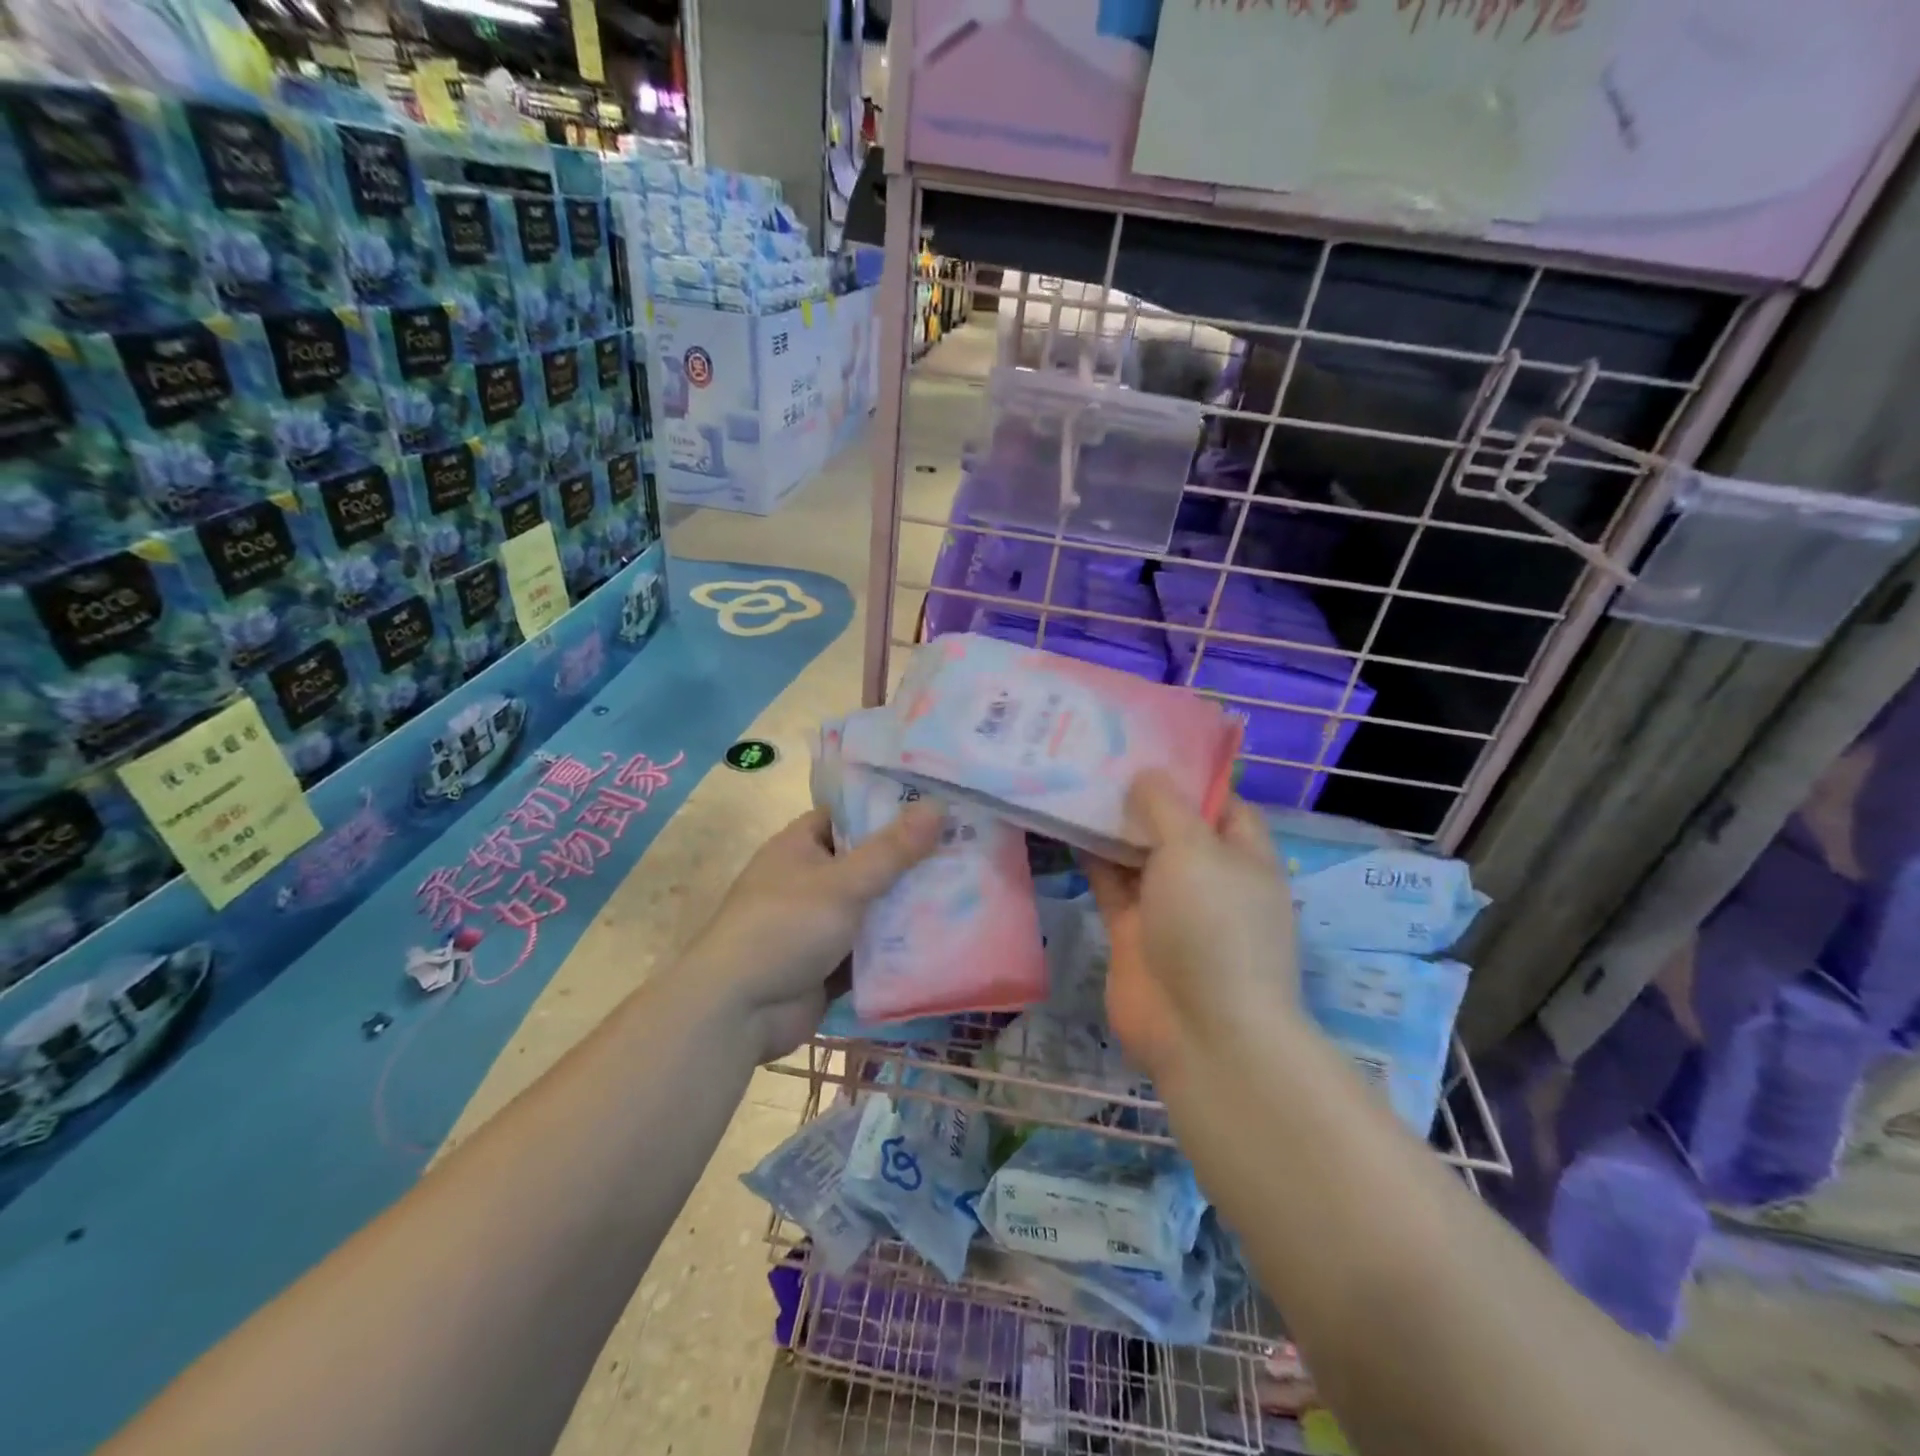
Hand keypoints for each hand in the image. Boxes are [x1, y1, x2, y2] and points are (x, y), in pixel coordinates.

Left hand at [686, 803, 943, 1061]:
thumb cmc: (785, 928)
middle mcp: (809, 879)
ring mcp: (819, 923)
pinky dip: (898, 945)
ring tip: (966, 888)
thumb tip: (937, 805)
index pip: (849, 815)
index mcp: (800, 846)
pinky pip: (871, 947)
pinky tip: (944, 936)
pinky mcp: (829, 963)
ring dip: (908, 904)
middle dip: (909, 860)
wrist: (738, 1012)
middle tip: (966, 847)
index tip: (937, 805)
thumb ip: (892, 849)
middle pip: (867, 861)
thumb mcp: (843, 883)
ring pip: (873, 906)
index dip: (889, 808)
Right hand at [1084, 771, 1301, 1087]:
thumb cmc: (1213, 926)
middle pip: (1173, 826)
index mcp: (1242, 856)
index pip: (1220, 802)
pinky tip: (1063, 824)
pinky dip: (1091, 857)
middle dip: (1141, 795)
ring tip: (1073, 779)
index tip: (1147, 744)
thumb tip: (1144, 776)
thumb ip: (1166, 807)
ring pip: (1137, 853)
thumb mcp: (1195, 850)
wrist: (1200, 1030)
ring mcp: (1168, 906)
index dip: (1188, 774)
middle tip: (1098, 753)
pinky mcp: (1131, 930)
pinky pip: (1109, 883)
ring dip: (1111, 824)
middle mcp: (1207, 877)